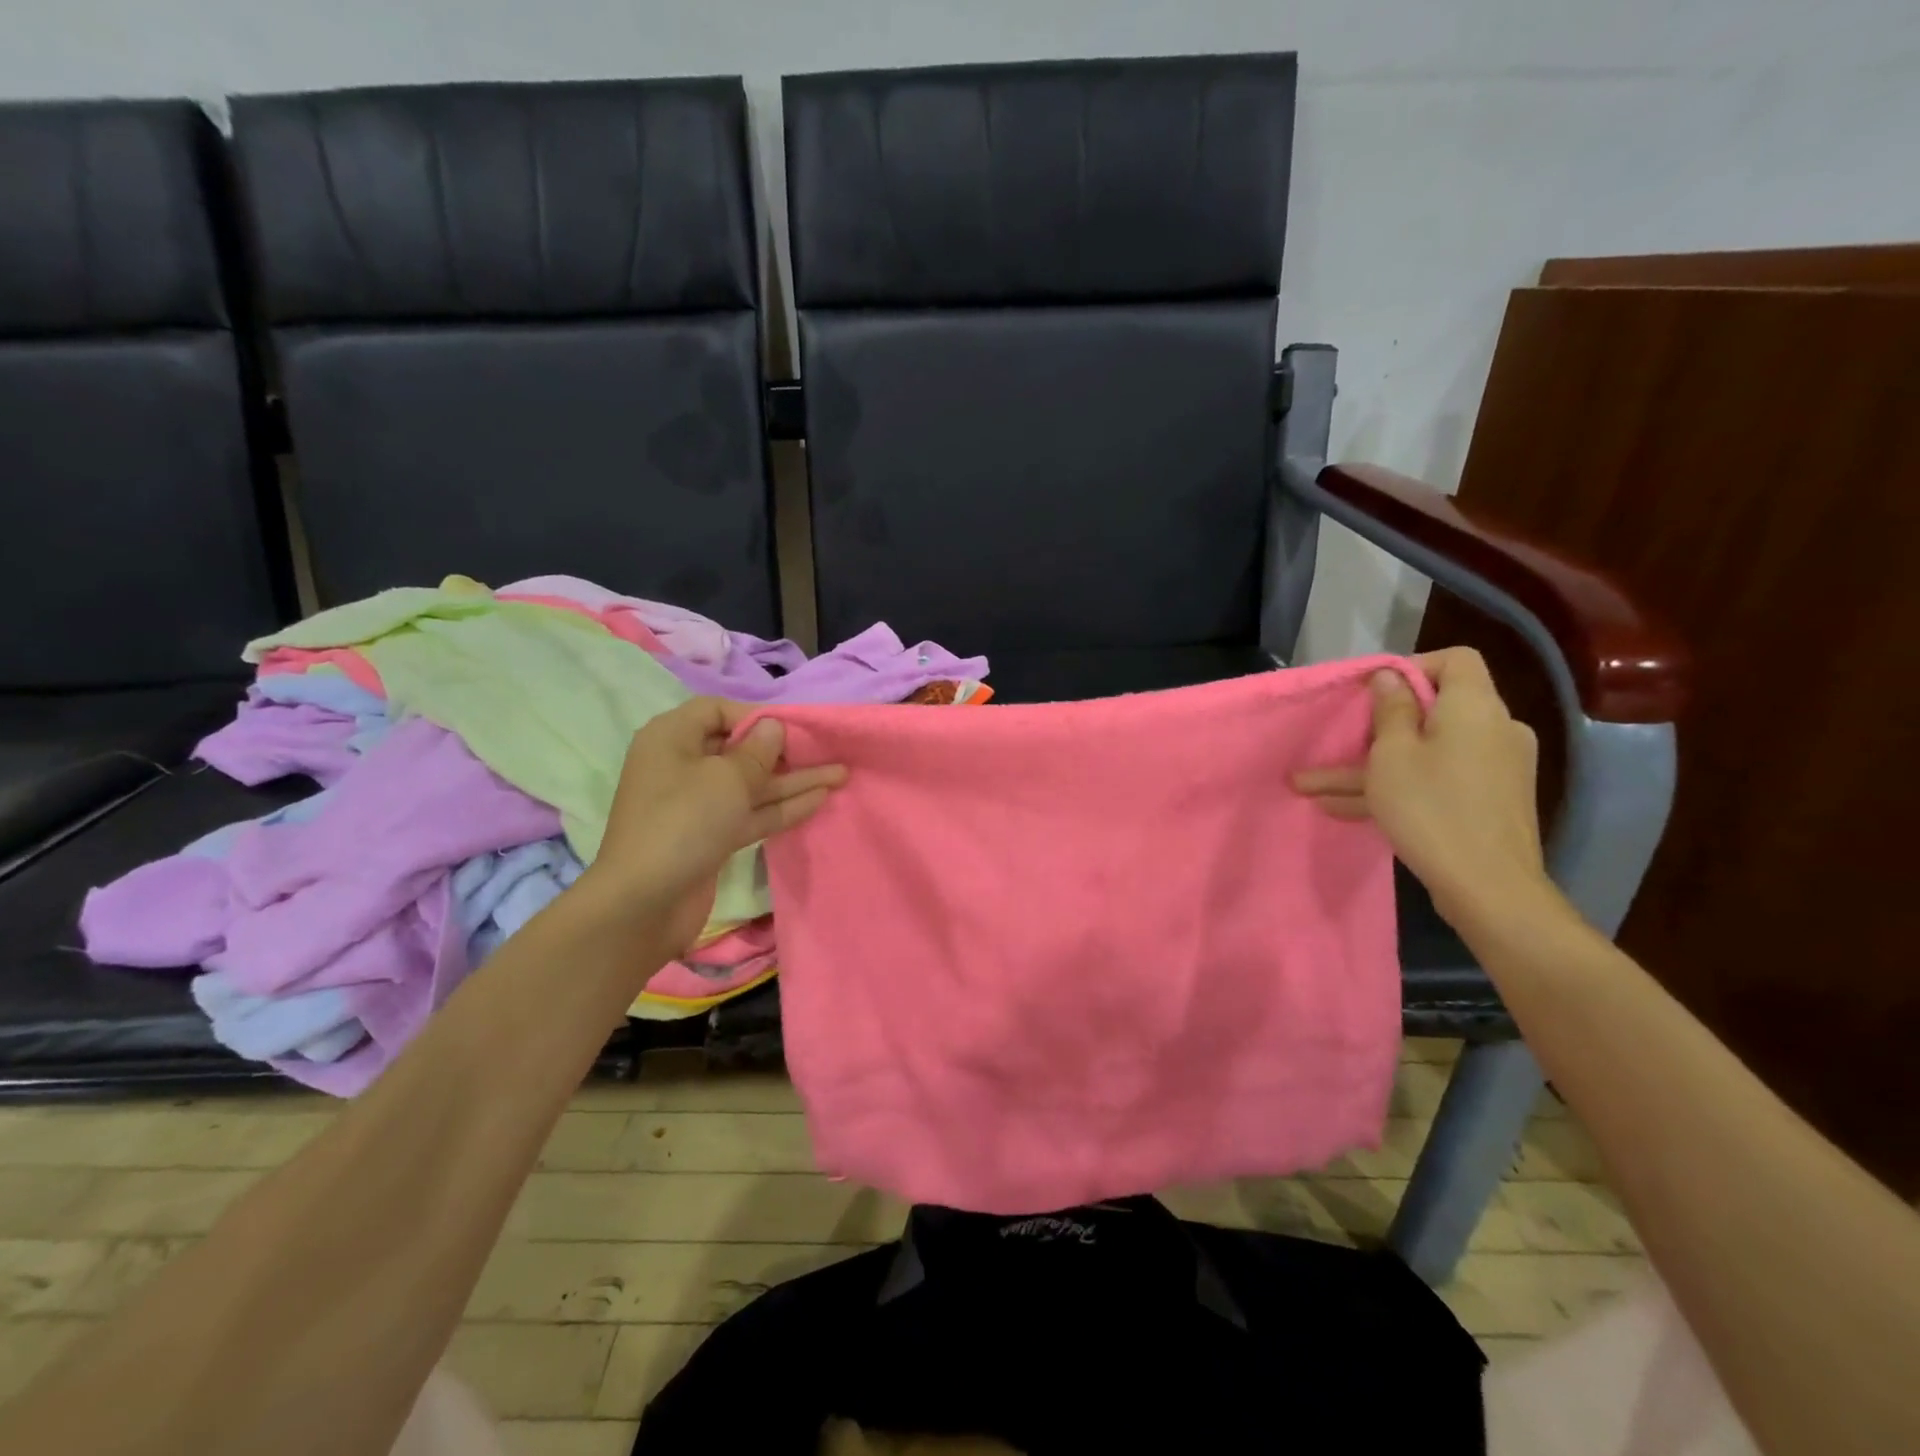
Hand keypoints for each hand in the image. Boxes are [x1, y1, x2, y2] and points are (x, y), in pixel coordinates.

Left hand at [582, 698, 846, 953]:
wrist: (644, 903)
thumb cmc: (684, 822)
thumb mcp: (726, 777)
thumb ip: (758, 751)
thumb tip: (773, 727)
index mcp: (672, 739)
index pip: (716, 711)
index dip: (755, 715)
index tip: (791, 727)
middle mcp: (683, 766)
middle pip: (739, 748)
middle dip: (784, 750)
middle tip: (826, 750)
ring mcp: (698, 804)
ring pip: (751, 784)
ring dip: (793, 780)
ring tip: (840, 774)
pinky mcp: (712, 836)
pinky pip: (751, 812)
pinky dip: (782, 806)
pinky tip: (819, 799)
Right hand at [1293, 648, 1557, 930]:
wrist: (1488, 886)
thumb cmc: (1431, 807)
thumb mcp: (1392, 754)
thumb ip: (1390, 709)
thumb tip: (1391, 676)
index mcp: (1475, 707)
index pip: (1455, 660)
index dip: (1412, 668)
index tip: (1374, 694)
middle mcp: (1495, 729)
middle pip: (1434, 710)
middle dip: (1377, 728)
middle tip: (1338, 743)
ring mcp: (1495, 768)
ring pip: (1426, 753)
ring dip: (1373, 767)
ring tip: (1312, 788)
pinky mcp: (1489, 801)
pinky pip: (1438, 779)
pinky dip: (1400, 787)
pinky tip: (1345, 810)